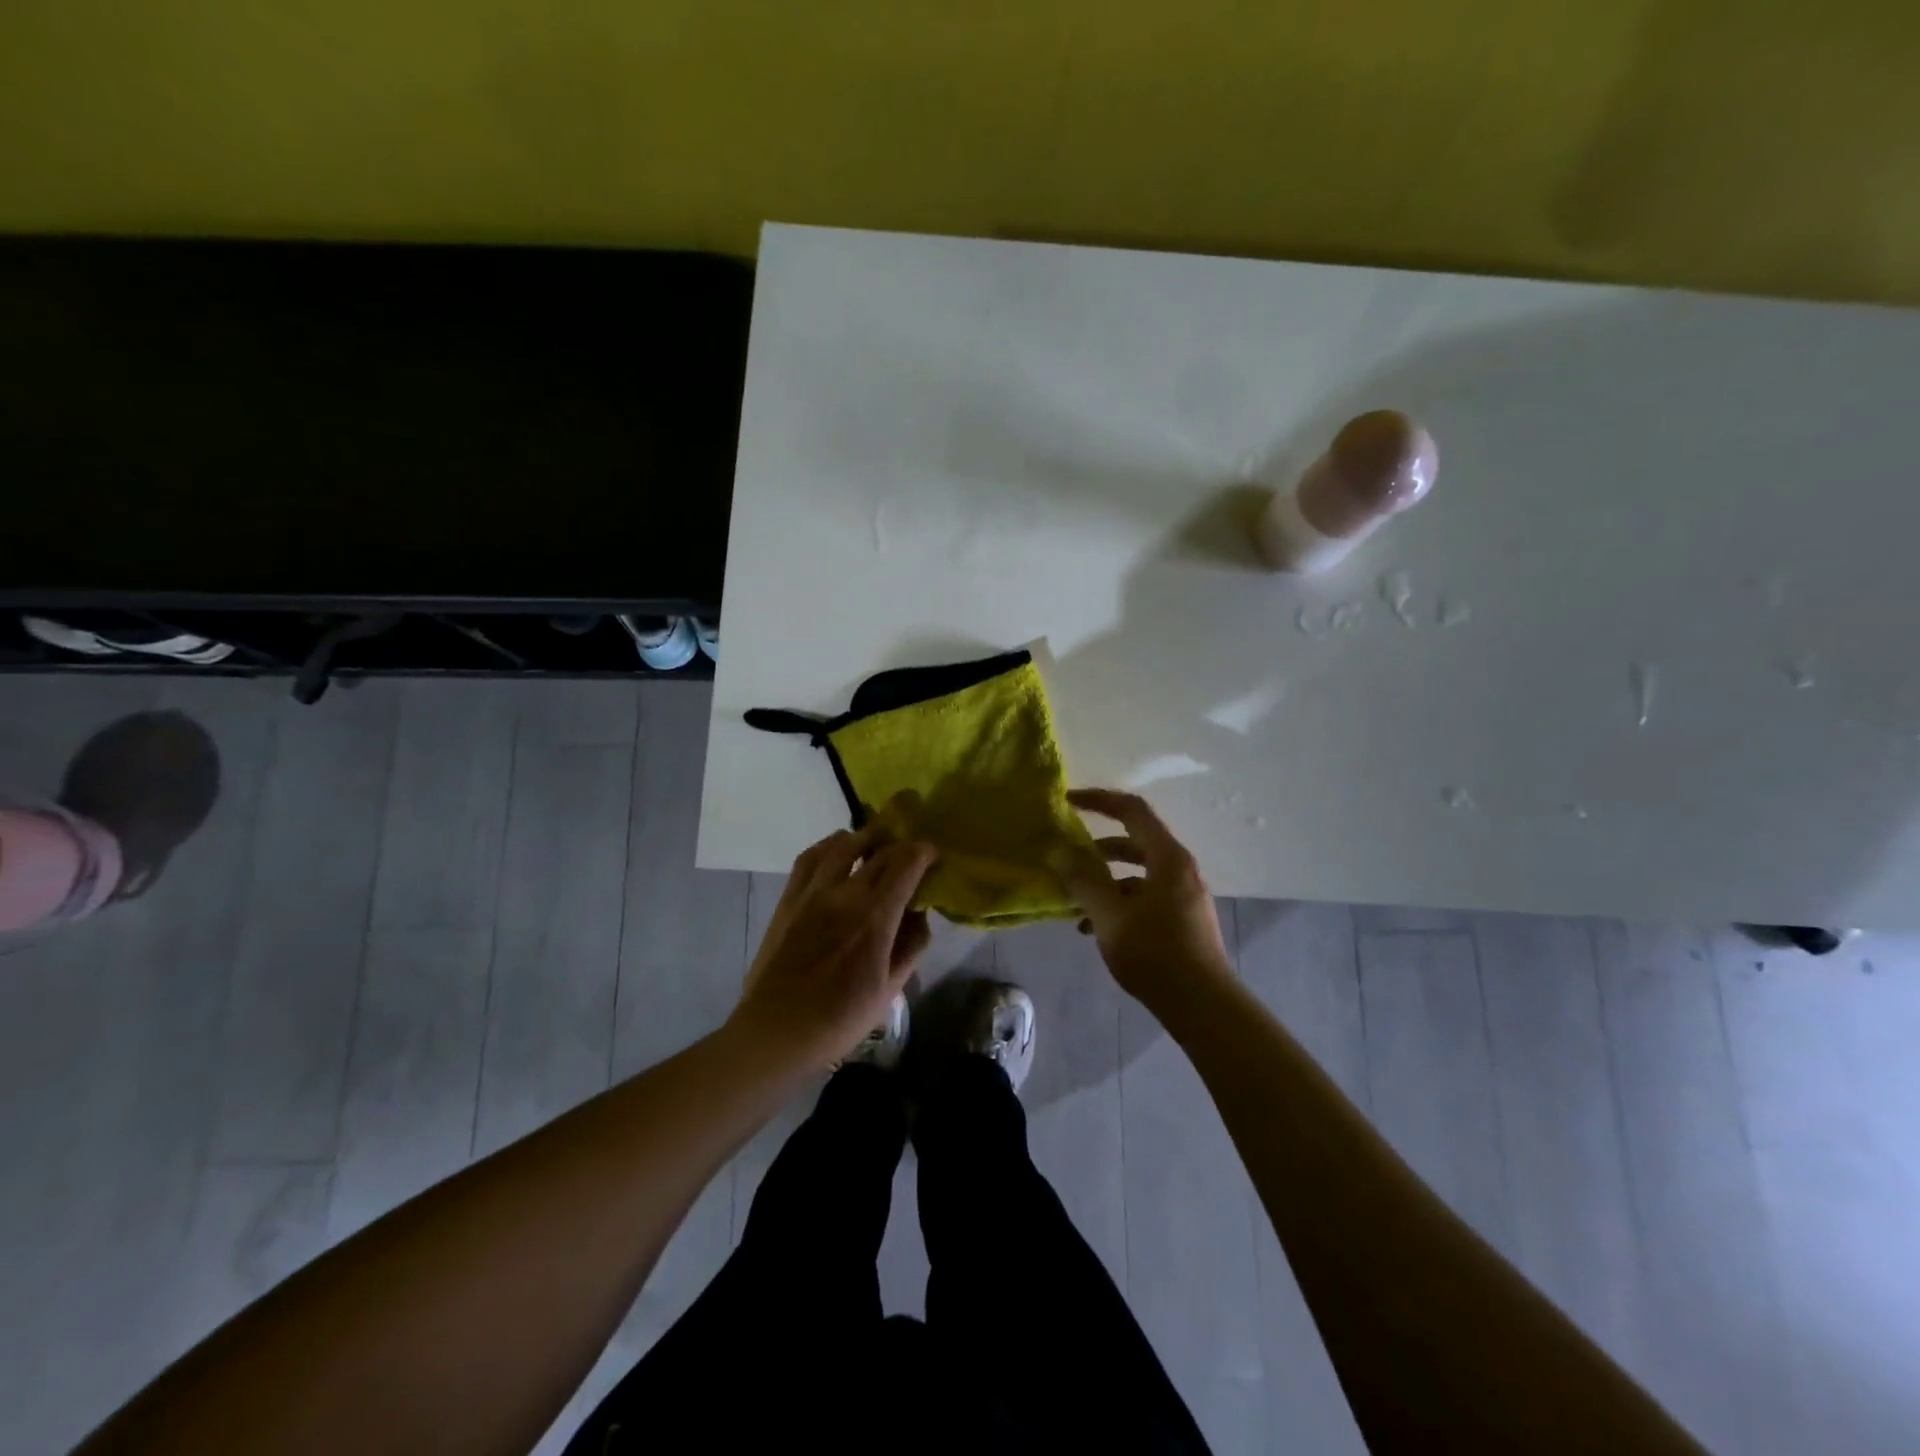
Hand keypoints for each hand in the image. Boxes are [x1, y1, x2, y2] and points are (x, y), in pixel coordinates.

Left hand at [729, 818, 936, 1068]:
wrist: (777, 1030)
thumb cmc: (840, 1018)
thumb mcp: (890, 989)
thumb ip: (911, 945)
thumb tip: (920, 914)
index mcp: (876, 915)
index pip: (906, 863)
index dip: (924, 852)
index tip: (934, 855)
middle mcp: (845, 892)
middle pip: (879, 851)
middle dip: (901, 845)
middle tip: (911, 852)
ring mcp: (813, 892)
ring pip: (843, 844)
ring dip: (865, 838)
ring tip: (876, 843)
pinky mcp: (789, 898)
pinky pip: (809, 857)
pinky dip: (829, 846)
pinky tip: (837, 850)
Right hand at [1054, 788, 1235, 1011]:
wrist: (1203, 1006)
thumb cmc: (1155, 953)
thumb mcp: (1110, 915)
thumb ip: (1083, 881)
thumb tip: (1058, 852)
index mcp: (1168, 858)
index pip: (1132, 811)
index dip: (1099, 800)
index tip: (1069, 802)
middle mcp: (1180, 869)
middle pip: (1134, 842)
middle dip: (1097, 847)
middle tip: (1067, 854)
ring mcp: (1183, 896)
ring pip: (1137, 874)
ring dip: (1104, 881)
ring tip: (1074, 902)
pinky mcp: (1182, 920)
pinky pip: (1145, 897)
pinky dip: (1119, 903)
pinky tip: (1094, 930)